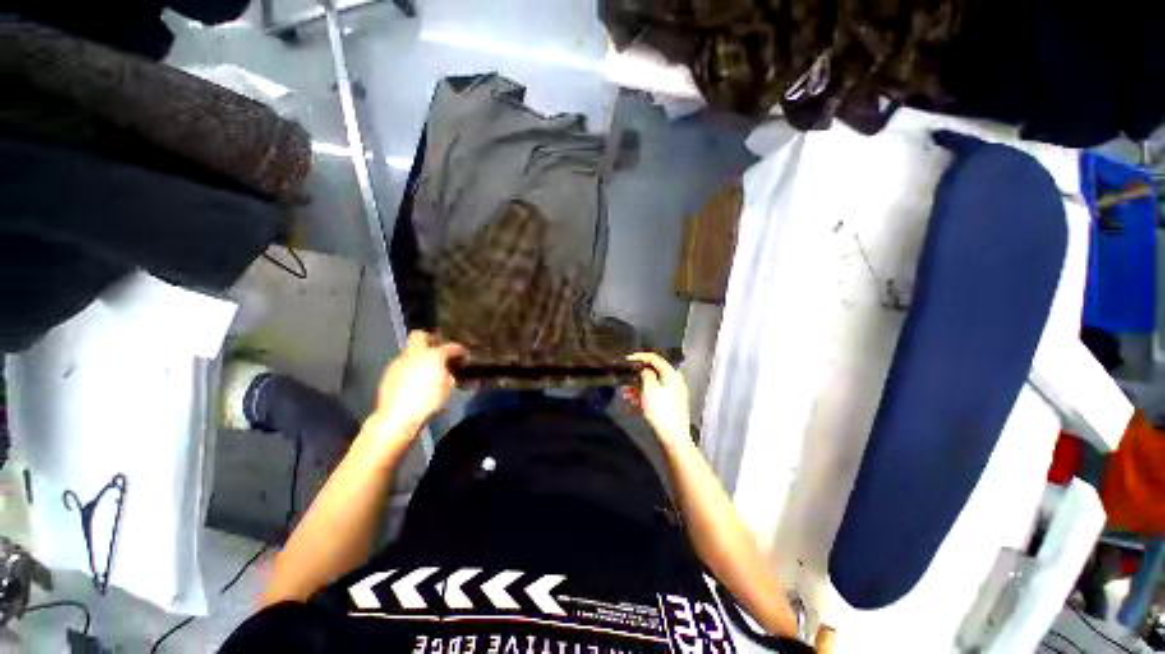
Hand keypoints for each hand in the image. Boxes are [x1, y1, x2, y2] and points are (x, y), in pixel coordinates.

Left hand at [371, 331, 465, 439]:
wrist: (397, 418)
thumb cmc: (428, 401)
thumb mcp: (448, 388)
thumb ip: (449, 374)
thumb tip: (447, 371)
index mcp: (432, 355)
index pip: (449, 346)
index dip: (458, 349)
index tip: (462, 353)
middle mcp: (413, 354)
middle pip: (419, 336)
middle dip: (431, 340)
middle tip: (439, 350)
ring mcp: (398, 363)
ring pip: (410, 352)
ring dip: (419, 356)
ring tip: (427, 369)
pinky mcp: (388, 375)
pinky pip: (403, 365)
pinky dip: (410, 369)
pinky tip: (415, 381)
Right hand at [625, 353, 690, 446]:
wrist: (674, 437)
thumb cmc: (661, 410)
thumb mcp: (649, 388)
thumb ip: (646, 374)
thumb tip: (644, 369)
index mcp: (671, 374)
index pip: (655, 358)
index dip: (639, 356)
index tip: (626, 359)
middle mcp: (674, 381)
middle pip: (653, 372)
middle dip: (636, 376)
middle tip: (623, 380)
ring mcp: (673, 393)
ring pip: (652, 385)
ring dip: (637, 388)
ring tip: (624, 394)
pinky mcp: (670, 404)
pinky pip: (654, 395)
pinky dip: (643, 397)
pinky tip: (632, 404)